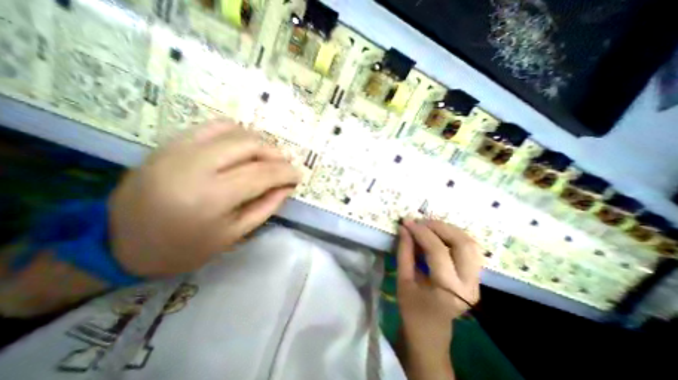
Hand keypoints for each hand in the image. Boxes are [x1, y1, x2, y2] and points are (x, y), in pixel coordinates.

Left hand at [110, 120, 299, 276]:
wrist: (119, 244)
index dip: (286, 172)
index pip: (262, 173)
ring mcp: (178, 149)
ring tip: (267, 157)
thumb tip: (288, 186)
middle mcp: (194, 166)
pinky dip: (236, 133)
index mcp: (211, 197)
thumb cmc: (186, 248)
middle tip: (285, 165)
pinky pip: (211, 126)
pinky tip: (243, 147)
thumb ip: (266, 206)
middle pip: (249, 145)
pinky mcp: (169, 144)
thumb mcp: (235, 234)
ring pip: (233, 131)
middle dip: (275, 153)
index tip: (298, 175)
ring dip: (259, 142)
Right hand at [398, 216, 480, 344]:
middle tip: (420, 222)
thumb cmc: (412, 311)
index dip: (421, 232)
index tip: (407, 222)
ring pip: (470, 244)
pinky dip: (454, 237)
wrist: (431, 334)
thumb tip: (404, 228)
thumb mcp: (403, 280)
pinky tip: (439, 235)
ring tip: (428, 226)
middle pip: (462, 243)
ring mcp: (476, 281)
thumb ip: (404, 252)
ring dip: (449, 230)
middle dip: (439, 227)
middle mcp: (469, 284)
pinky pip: (470, 249)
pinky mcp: (475, 278)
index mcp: (448, 290)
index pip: (438, 251)